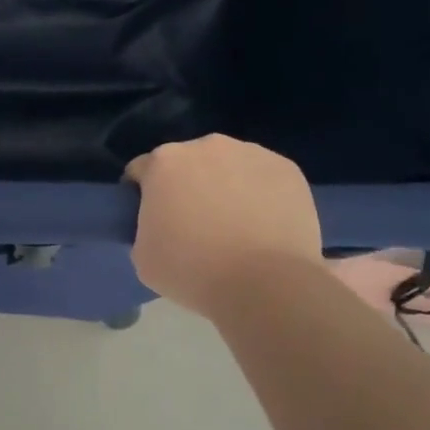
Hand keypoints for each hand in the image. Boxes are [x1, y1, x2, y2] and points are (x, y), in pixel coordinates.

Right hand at [126, 135, 323, 317]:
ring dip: (225, 186)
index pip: (142, 171)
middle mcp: (206, 145)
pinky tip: (264, 226)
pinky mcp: (286, 168)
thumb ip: (145, 227)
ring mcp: (251, 153)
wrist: (266, 284)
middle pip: (188, 163)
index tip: (155, 221)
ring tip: (236, 226)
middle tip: (197, 225)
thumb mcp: (143, 257)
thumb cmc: (194, 271)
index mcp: (164, 162)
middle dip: (188, 186)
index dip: (144, 195)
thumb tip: (161, 224)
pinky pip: (263, 177)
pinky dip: (260, 194)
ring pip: (229, 166)